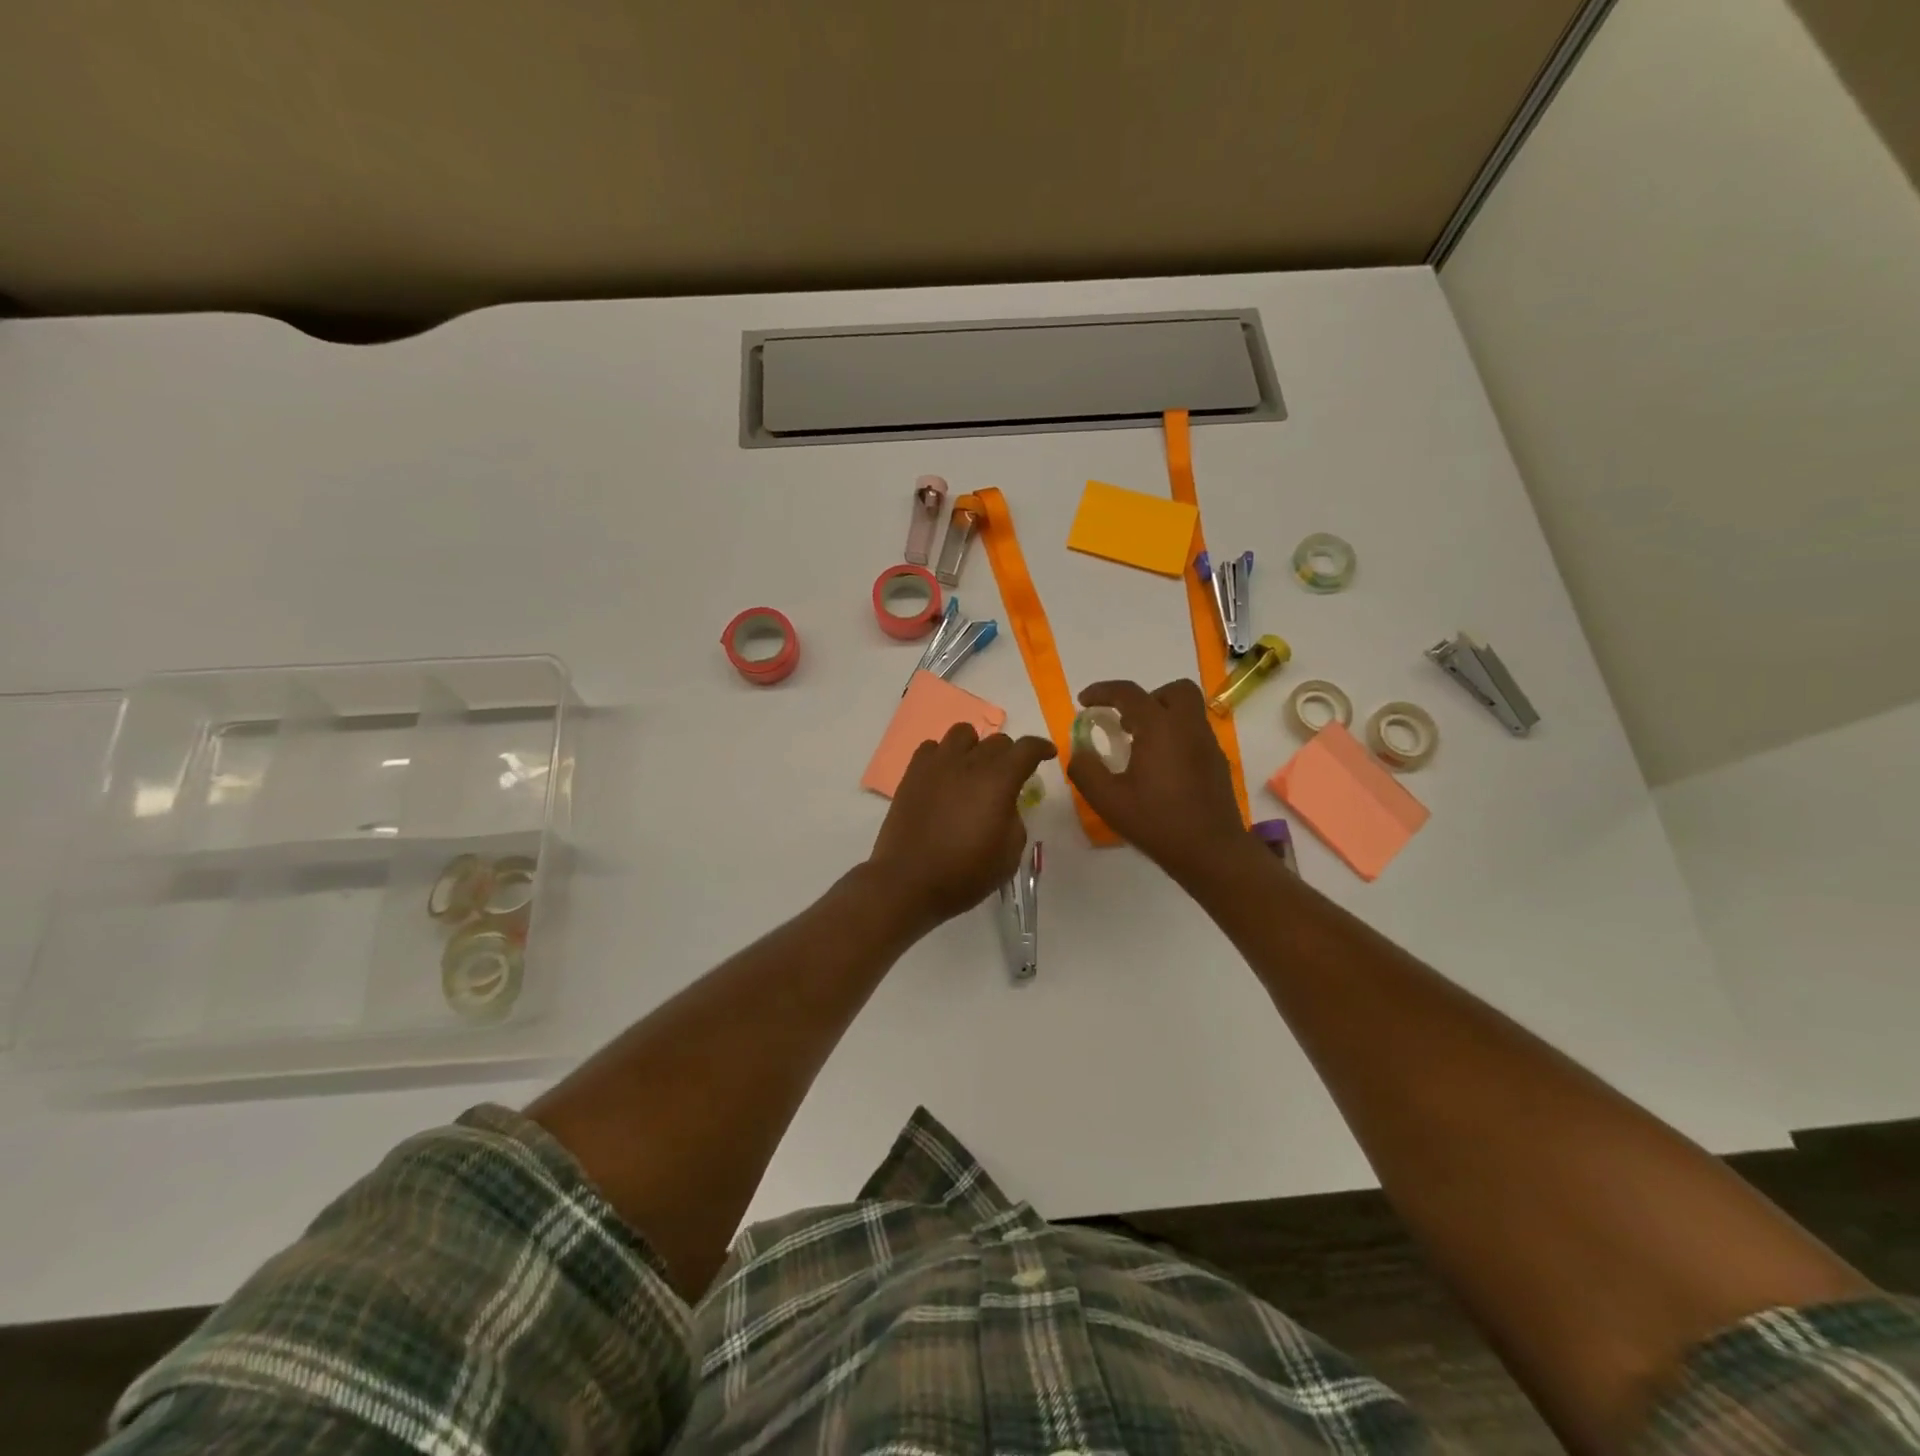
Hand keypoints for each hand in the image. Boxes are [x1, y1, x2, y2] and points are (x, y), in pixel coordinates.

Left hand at [867, 724, 1056, 934]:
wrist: (908, 881)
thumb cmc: (964, 873)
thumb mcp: (1008, 854)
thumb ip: (1014, 820)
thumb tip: (1004, 805)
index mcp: (998, 780)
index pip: (1026, 749)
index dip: (1041, 748)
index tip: (1048, 754)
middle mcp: (968, 763)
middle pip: (996, 740)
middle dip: (1009, 755)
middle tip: (1008, 778)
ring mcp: (937, 765)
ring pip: (962, 733)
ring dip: (974, 747)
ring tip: (973, 770)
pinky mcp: (912, 774)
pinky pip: (931, 747)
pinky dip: (943, 756)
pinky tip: (944, 777)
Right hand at [1066, 679, 1248, 883]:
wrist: (1211, 852)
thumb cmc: (1157, 823)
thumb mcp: (1108, 800)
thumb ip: (1086, 770)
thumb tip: (1079, 752)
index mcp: (1160, 728)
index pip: (1129, 693)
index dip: (1102, 691)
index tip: (1084, 701)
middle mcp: (1188, 727)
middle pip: (1174, 691)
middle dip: (1147, 697)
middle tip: (1126, 722)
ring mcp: (1208, 745)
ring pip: (1188, 711)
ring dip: (1162, 717)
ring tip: (1140, 746)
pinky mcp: (1218, 764)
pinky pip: (1195, 734)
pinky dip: (1175, 737)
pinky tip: (1161, 769)